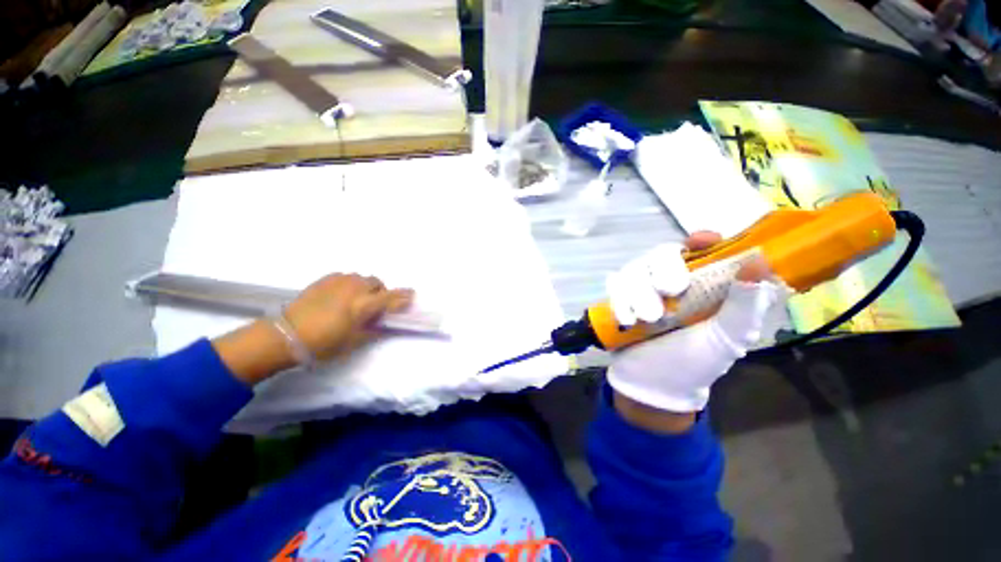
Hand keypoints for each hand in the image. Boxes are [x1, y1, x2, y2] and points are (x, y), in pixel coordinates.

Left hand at [213, 274, 413, 385]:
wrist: (285, 334)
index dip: (403, 296)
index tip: (412, 295)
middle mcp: (354, 288)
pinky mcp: (325, 279)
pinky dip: (351, 283)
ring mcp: (338, 281)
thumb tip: (387, 323)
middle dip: (381, 292)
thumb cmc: (323, 343)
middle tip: (375, 305)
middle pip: (377, 283)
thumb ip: (375, 329)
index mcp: (363, 305)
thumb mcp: (354, 341)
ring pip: (362, 278)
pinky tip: (342, 294)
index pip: (391, 297)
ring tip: (357, 299)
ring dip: (366, 286)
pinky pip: (346, 276)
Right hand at [606, 232, 784, 432]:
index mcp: (705, 285)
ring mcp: (642, 288)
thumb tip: (761, 263)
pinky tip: (627, 321)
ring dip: (639, 292)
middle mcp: (672, 281)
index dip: (701, 239)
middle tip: (669, 294)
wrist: (651, 384)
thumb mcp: (729, 338)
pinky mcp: (620, 297)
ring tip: (646, 320)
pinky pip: (614, 284)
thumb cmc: (696, 364)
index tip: (699, 240)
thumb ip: (746, 305)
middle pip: (661, 253)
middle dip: (662, 272)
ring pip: (634, 267)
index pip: (704, 248)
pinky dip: (619, 300)